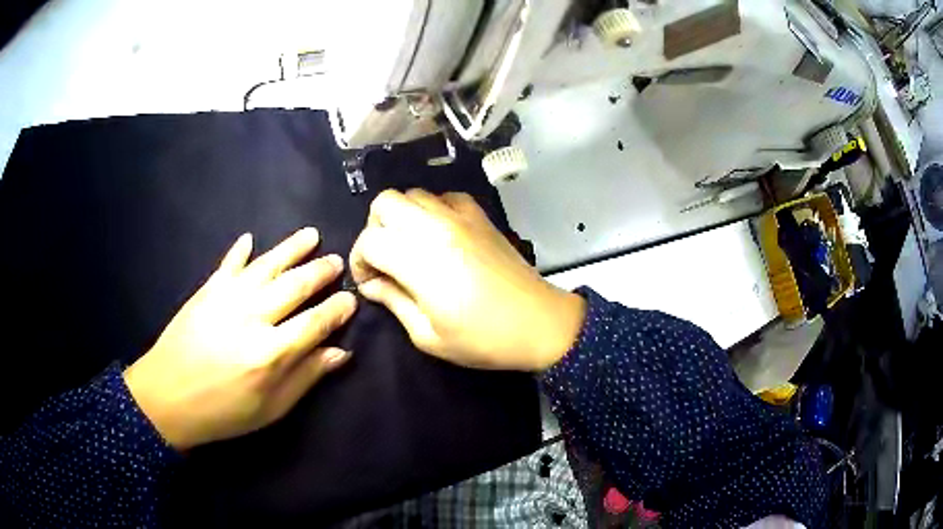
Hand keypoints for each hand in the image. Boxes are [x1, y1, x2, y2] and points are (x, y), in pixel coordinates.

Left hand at [123, 228, 356, 450]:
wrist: (167, 398)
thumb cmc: (223, 412)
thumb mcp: (271, 409)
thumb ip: (306, 377)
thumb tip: (340, 353)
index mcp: (271, 353)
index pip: (315, 322)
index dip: (337, 310)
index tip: (351, 299)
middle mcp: (252, 317)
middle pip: (295, 286)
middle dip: (320, 272)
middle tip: (337, 262)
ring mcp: (227, 298)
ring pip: (267, 265)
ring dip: (291, 248)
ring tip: (311, 235)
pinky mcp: (206, 290)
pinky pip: (229, 263)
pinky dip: (240, 250)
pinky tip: (250, 238)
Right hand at [350, 189, 584, 371]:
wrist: (539, 323)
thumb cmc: (483, 339)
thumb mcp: (428, 335)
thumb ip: (393, 302)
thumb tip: (369, 285)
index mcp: (419, 260)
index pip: (370, 241)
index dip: (360, 261)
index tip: (369, 282)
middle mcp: (435, 228)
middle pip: (385, 203)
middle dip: (374, 229)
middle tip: (383, 259)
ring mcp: (460, 216)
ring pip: (413, 194)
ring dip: (401, 217)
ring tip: (409, 247)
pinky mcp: (480, 215)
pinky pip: (444, 197)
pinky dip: (432, 210)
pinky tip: (439, 235)